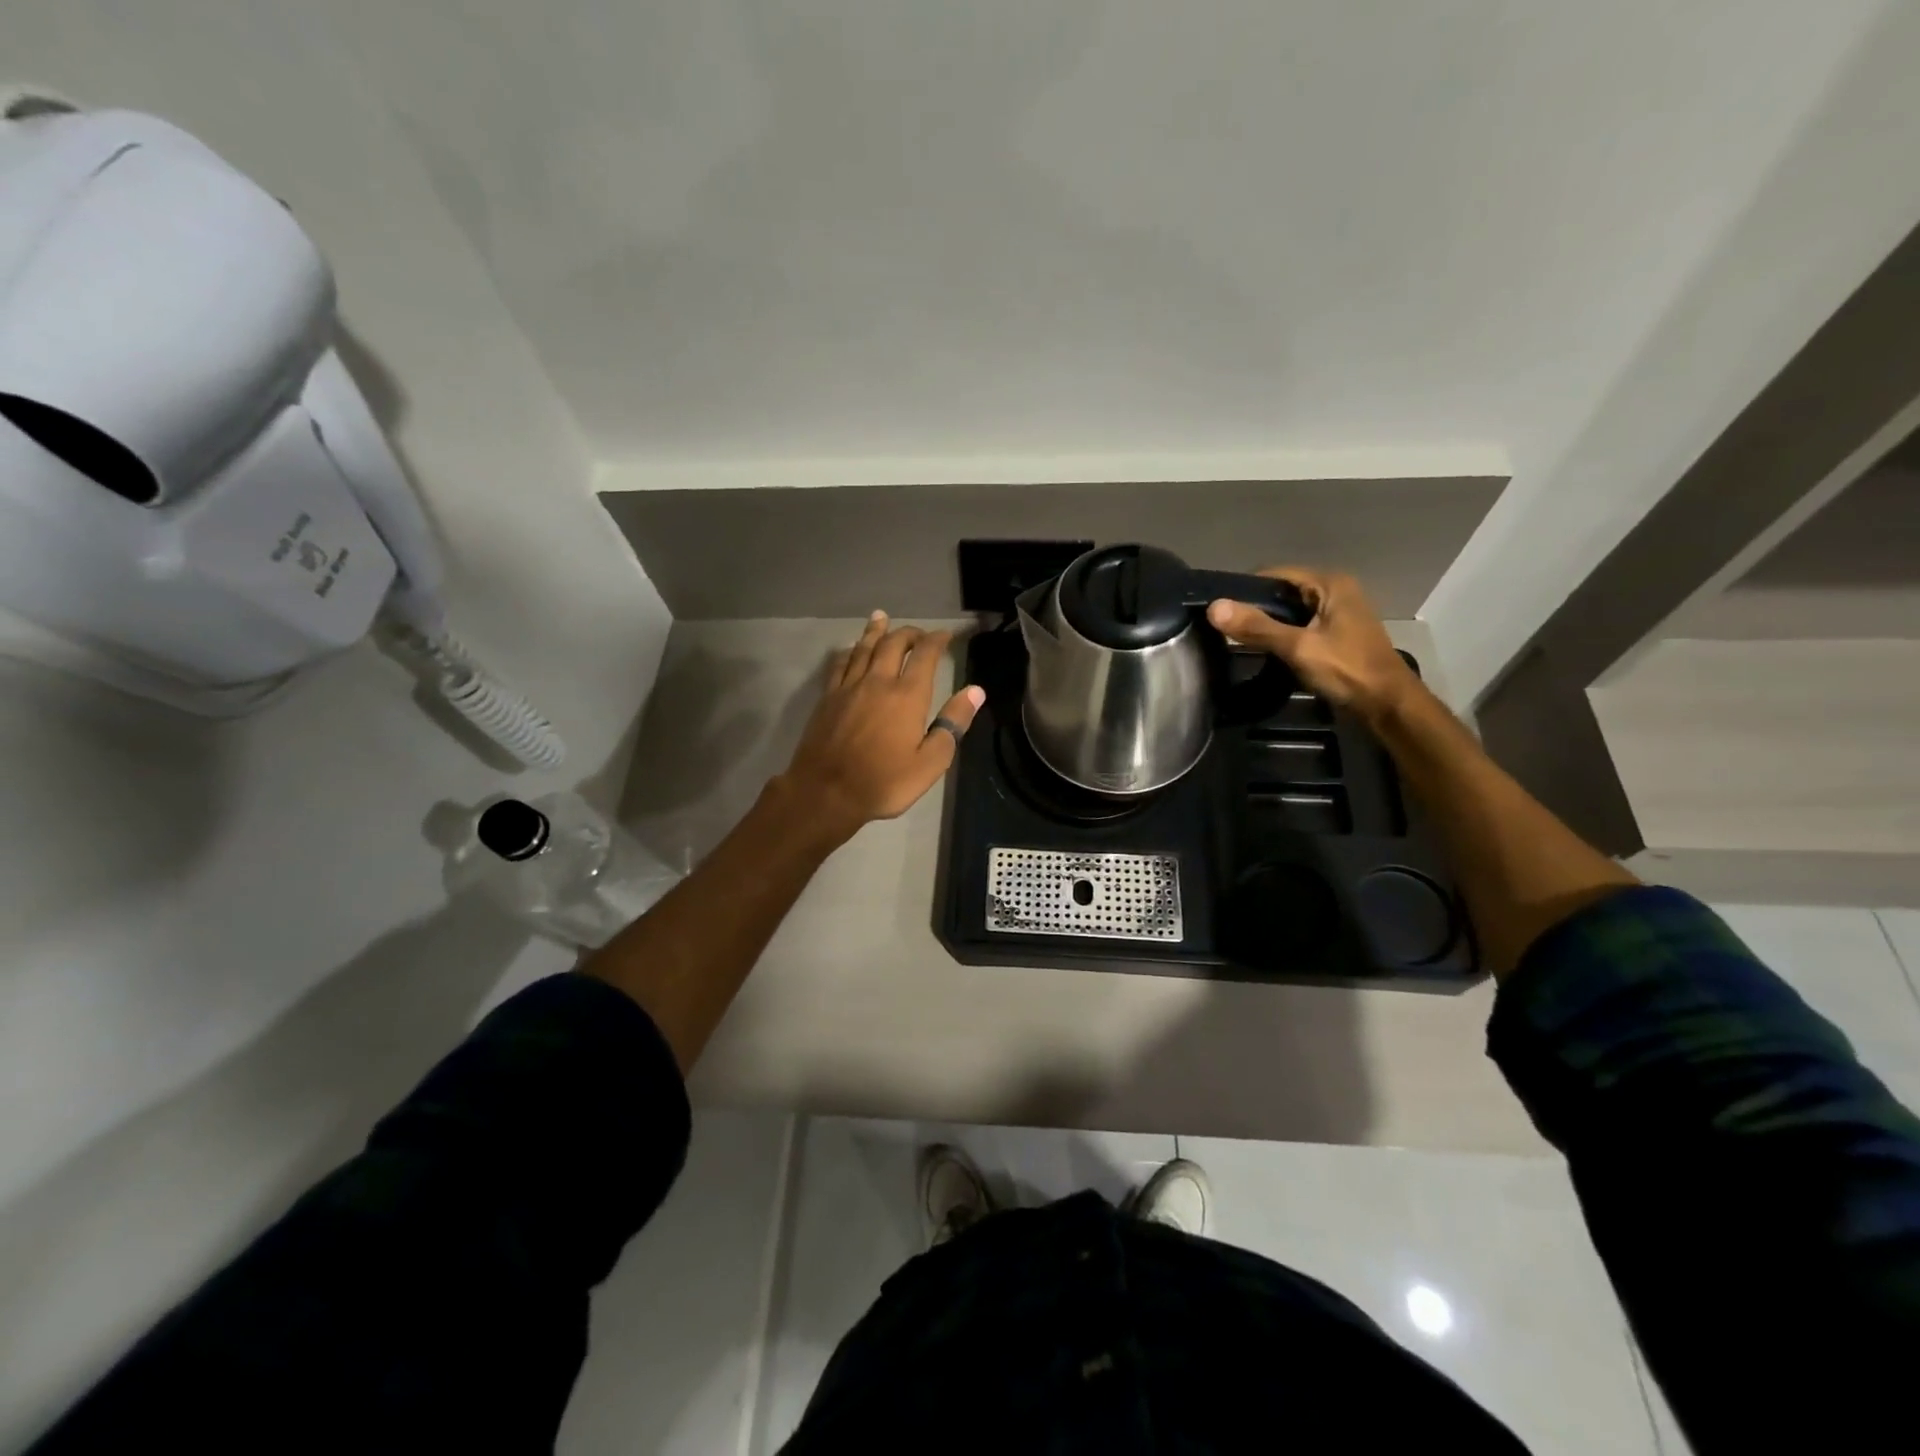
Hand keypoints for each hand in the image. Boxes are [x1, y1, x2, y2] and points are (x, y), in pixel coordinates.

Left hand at [779, 613, 984, 839]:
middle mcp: (878, 682)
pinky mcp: (827, 698)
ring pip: (864, 648)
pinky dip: (849, 651)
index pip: (925, 655)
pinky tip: (851, 648)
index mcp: (907, 695)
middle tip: (918, 632)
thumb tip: (976, 691)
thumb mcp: (931, 761)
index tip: (945, 635)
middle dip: (908, 633)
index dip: (937, 641)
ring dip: (876, 631)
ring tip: (881, 617)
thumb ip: (953, 723)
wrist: (825, 792)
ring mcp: (849, 687)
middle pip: (893, 644)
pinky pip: (840, 664)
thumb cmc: (884, 782)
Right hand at [1206, 568, 1421, 722]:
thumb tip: (1214, 607)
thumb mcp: (1298, 647)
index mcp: (1330, 584)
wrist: (1387, 705)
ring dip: (1267, 623)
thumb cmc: (1347, 670)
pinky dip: (1281, 634)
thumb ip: (1257, 627)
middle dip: (1255, 607)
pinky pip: (1300, 626)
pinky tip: (1263, 649)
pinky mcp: (1336, 634)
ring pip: (1290, 610)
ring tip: (1237, 638)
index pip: (1276, 574)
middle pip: (1283, 591)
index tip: (1219, 608)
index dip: (1246, 588)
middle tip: (1223, 626)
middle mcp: (1335, 591)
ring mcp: (1337, 613)